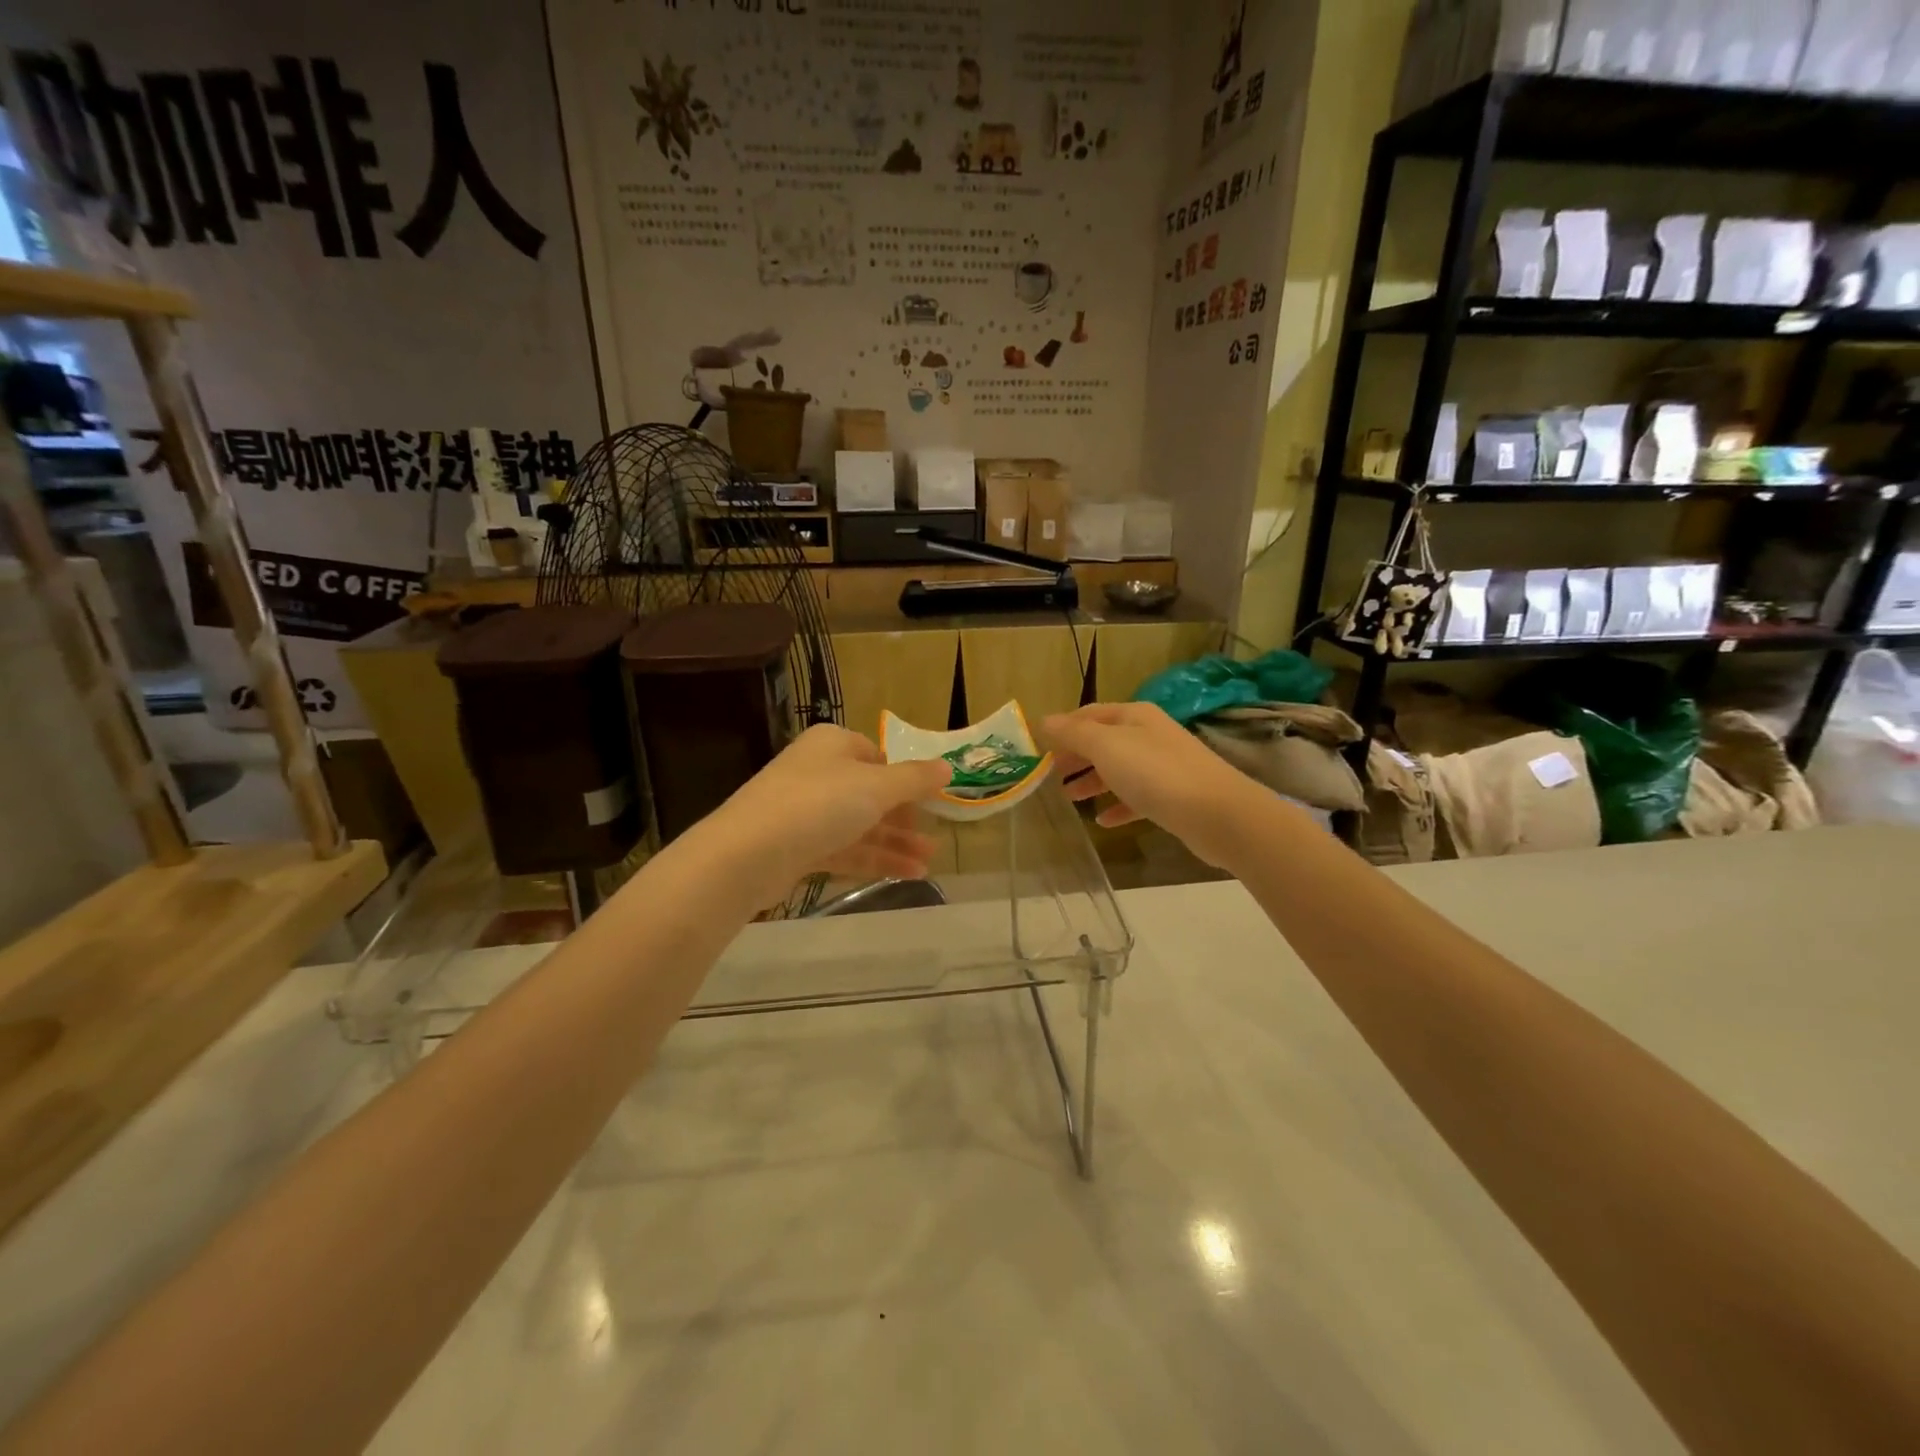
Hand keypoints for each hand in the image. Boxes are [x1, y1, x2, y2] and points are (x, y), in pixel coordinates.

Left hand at [699, 724, 952, 907]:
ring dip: (894, 844)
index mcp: (833, 744)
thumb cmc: (819, 804)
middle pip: (870, 794)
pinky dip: (873, 860)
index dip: (907, 780)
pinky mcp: (796, 847)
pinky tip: (904, 876)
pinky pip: (843, 849)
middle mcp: (817, 772)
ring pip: (858, 825)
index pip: (878, 756)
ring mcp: (804, 811)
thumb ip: (915, 778)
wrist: (748, 853)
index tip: (933, 803)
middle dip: (904, 819)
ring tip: (928, 865)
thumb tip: (947, 766)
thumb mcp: (876, 787)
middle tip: (934, 841)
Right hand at [1043, 702, 1264, 869]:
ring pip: (1119, 770)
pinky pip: (1137, 798)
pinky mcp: (1173, 797)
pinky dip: (1117, 805)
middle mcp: (1150, 735)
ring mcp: (1164, 766)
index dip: (1063, 728)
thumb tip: (1044, 720)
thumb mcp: (1107, 747)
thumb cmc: (1156, 773)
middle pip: (1104, 741)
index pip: (1090, 714)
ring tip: (1069, 798)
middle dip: (1076, 756)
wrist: (1218, 814)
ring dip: (1092, 781)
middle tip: (1049, 775)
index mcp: (1134, 716)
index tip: (1038, 748)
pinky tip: (1102, 821)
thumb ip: (1074, 734)